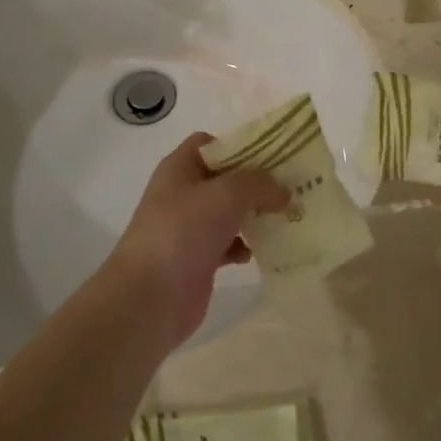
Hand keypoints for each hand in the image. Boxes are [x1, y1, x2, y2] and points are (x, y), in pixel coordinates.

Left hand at [106, 132, 288, 349]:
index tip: (272, 156)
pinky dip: (245, 246)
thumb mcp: (227, 194)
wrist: (150, 297)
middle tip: (290, 187)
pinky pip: (228, 244)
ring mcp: (189, 228)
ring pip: (228, 213)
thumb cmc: (184, 231)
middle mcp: (183, 194)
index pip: (210, 143)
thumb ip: (259, 184)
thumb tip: (282, 191)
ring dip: (254, 215)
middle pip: (224, 179)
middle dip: (256, 183)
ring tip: (286, 217)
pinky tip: (264, 251)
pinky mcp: (197, 259)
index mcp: (180, 168)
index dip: (238, 145)